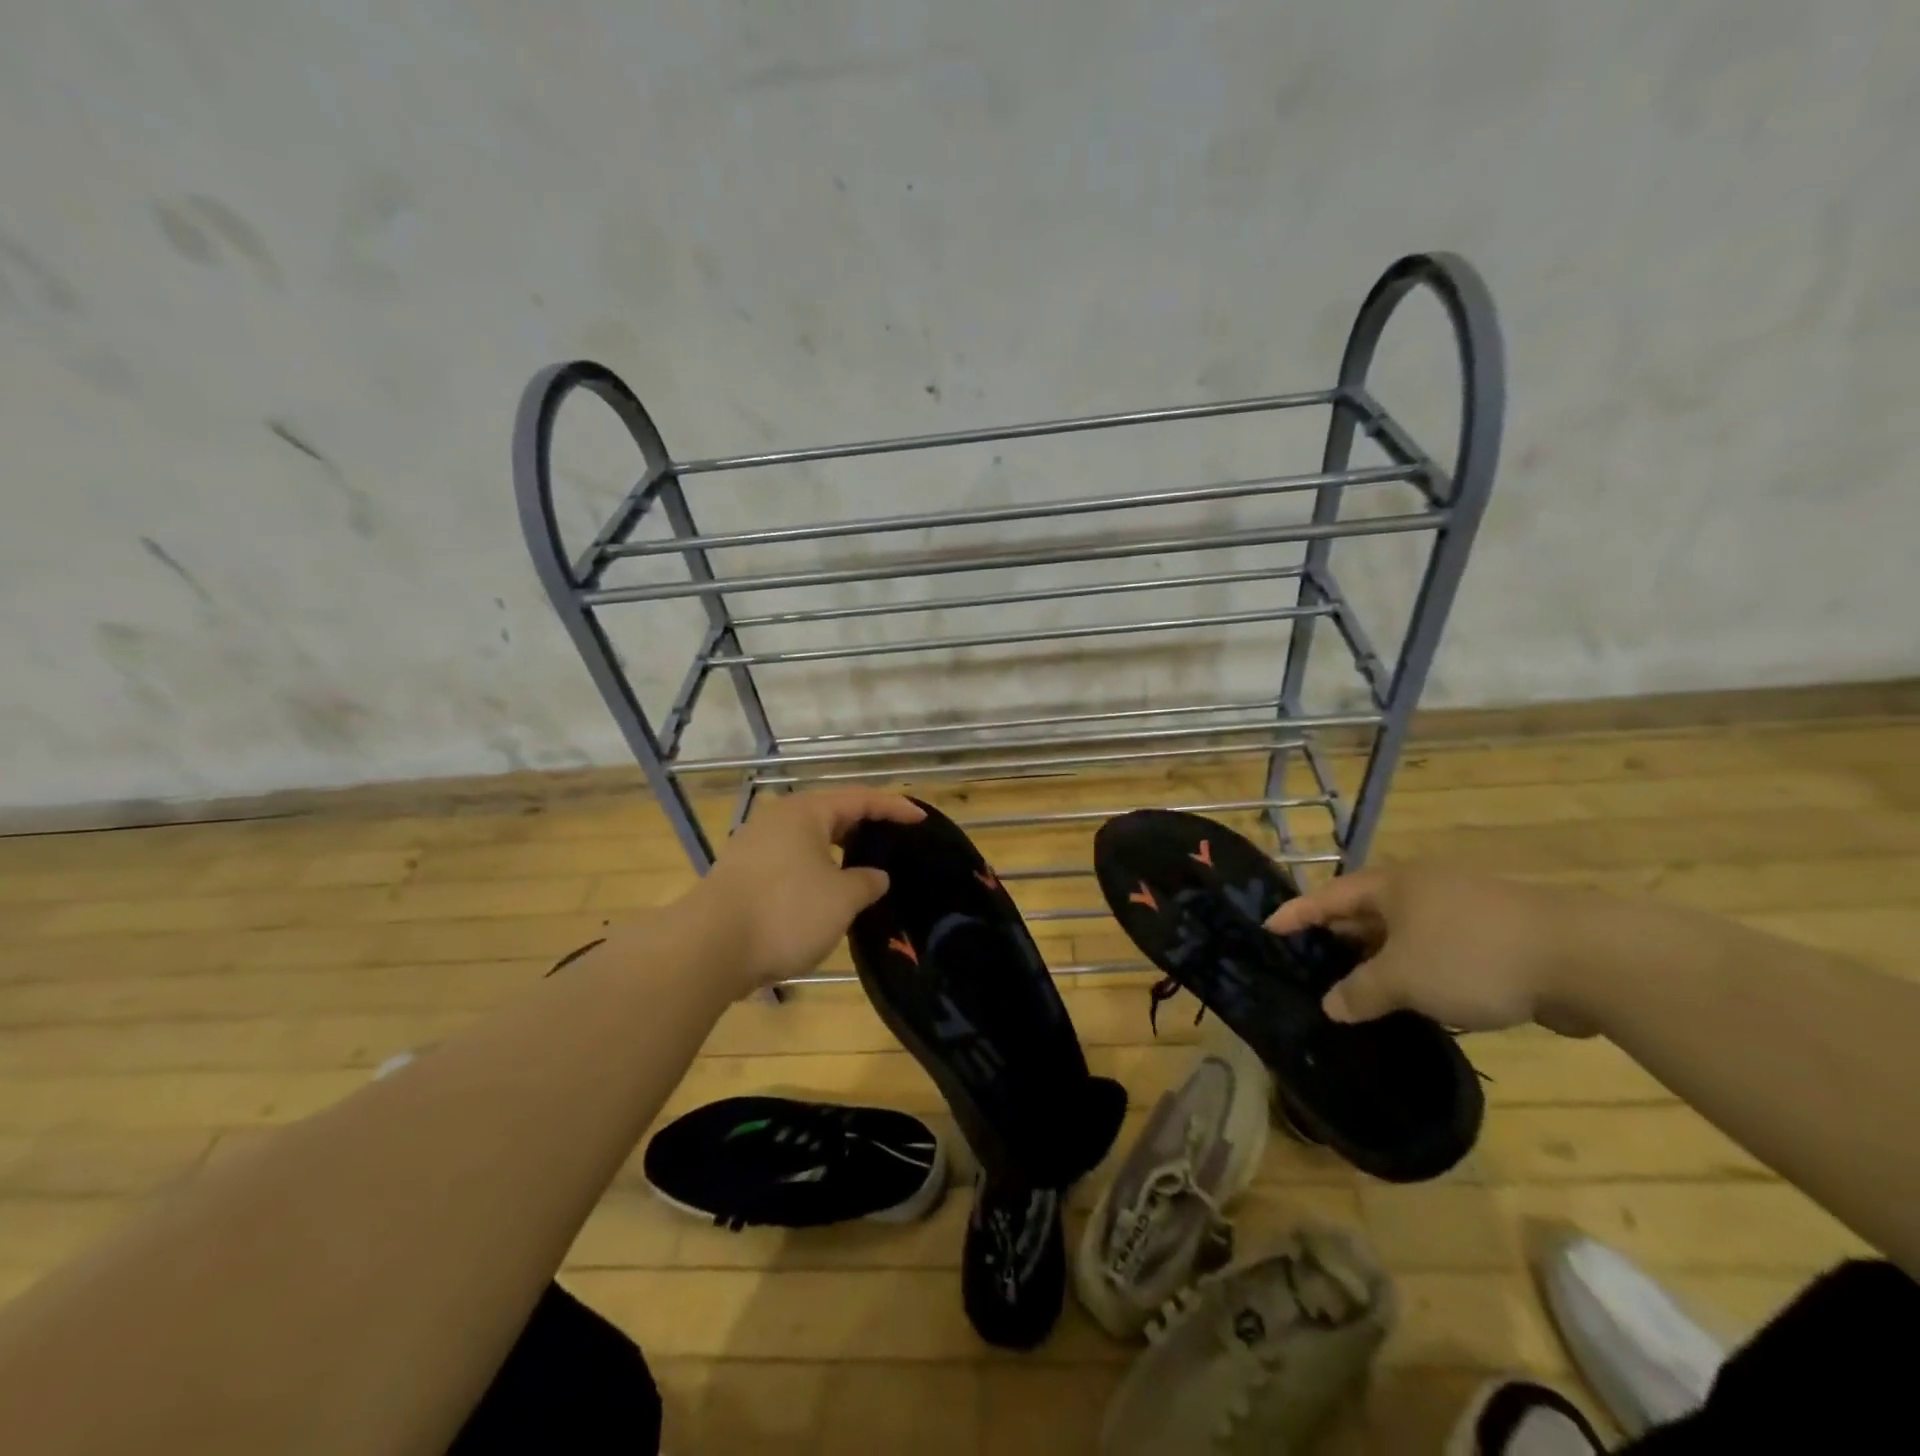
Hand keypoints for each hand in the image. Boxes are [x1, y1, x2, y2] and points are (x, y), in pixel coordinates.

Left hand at [692, 788, 923, 989]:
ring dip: (838, 850)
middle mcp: (779, 819)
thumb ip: (866, 882)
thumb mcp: (841, 899)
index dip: (894, 807)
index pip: (861, 799)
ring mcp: (755, 845)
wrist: (708, 948)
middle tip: (894, 840)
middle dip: (865, 826)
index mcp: (806, 812)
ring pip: (809, 838)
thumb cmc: (785, 912)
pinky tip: (826, 890)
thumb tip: (874, 876)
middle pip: (832, 813)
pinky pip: (791, 859)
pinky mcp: (742, 872)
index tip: (921, 820)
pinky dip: (816, 867)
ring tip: (864, 866)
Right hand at [1264, 867, 1598, 1035]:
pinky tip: (1414, 1001)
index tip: (1268, 928)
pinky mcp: (1494, 938)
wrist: (1584, 959)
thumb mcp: (1403, 979)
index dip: (1296, 914)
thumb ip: (1360, 992)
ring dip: (1378, 961)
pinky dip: (1417, 972)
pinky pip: (1436, 952)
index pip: (1328, 896)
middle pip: (1364, 913)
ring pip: (1403, 935)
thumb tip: (1331, 1006)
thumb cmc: (1472, 956)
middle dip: (1337, 940)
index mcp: (1392, 886)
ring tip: (1354, 990)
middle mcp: (1421, 890)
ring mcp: (1460, 911)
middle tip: (1308, 965)